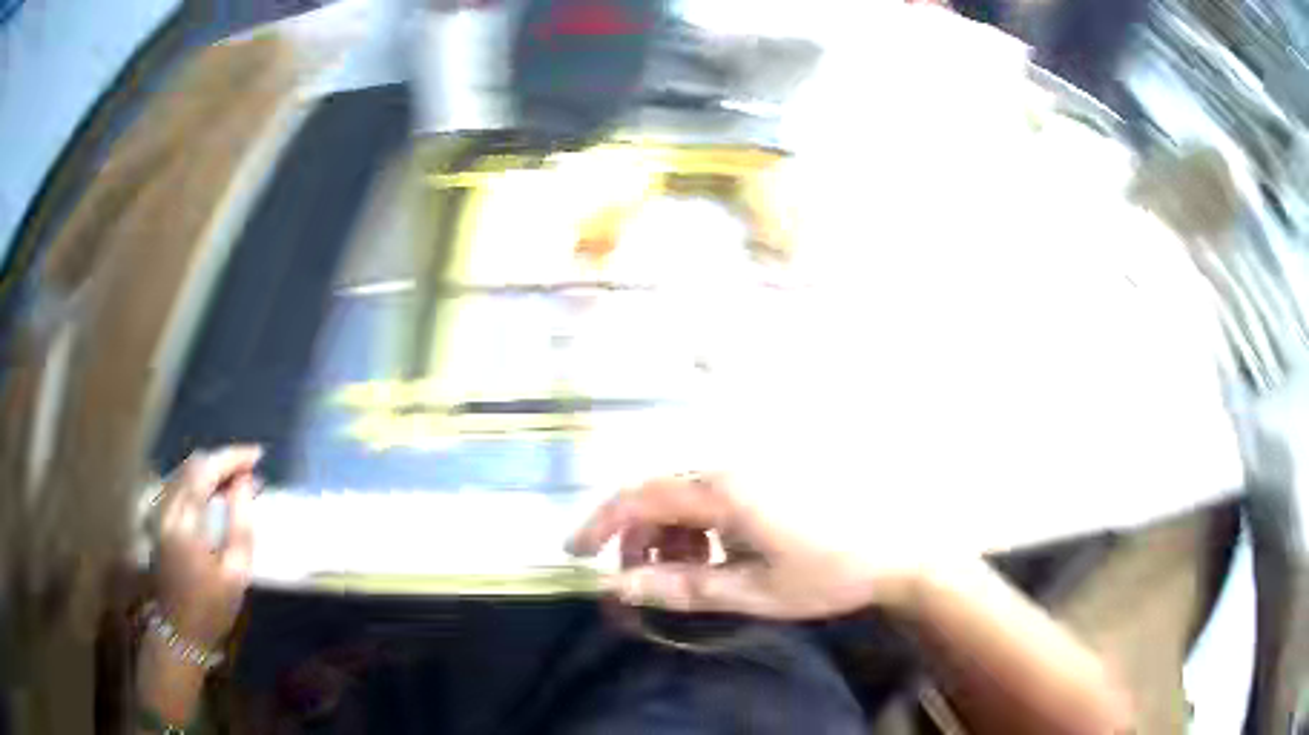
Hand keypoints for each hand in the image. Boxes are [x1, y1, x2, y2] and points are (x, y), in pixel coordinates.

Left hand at [154, 446, 261, 647]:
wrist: (179, 631)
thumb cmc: (212, 608)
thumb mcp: (236, 574)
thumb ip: (241, 525)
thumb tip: (246, 483)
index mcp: (185, 522)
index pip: (206, 470)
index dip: (232, 458)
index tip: (258, 456)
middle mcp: (167, 508)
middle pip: (194, 465)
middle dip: (223, 460)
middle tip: (251, 467)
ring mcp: (160, 512)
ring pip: (184, 471)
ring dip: (211, 469)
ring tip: (237, 477)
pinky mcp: (159, 518)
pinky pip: (179, 484)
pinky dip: (199, 479)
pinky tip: (215, 490)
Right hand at [568, 473, 929, 619]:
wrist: (899, 545)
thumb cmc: (828, 572)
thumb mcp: (752, 592)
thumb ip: (682, 587)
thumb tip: (619, 584)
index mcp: (725, 491)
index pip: (640, 497)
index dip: (601, 522)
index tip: (576, 551)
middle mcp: (733, 464)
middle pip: (660, 492)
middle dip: (638, 535)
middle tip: (641, 578)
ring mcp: (756, 463)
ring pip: (687, 491)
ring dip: (671, 530)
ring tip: (688, 570)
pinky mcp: (772, 470)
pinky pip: (716, 488)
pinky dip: (701, 520)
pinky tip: (720, 548)